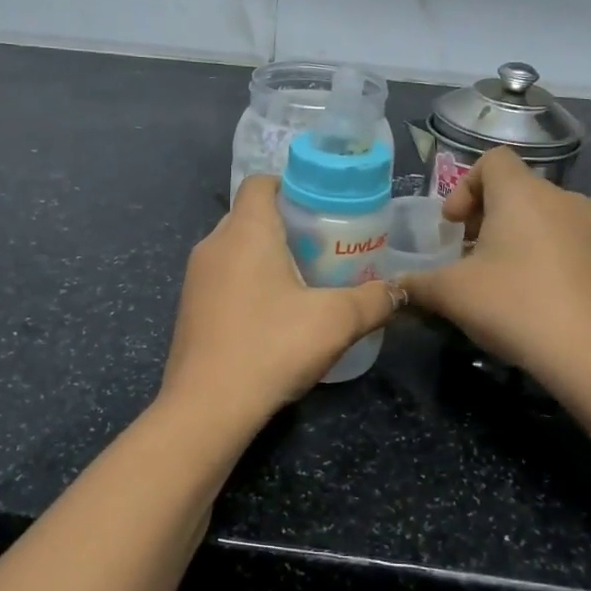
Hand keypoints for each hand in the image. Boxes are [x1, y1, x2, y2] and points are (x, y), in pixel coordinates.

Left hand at [159, 176, 397, 432]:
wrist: (207, 407)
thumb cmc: (271, 347)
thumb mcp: (335, 321)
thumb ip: (373, 300)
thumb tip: (401, 291)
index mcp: (245, 231)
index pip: (261, 182)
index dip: (292, 186)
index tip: (323, 208)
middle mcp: (213, 244)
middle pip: (251, 215)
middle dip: (288, 225)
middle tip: (325, 246)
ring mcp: (196, 278)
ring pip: (236, 249)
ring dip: (267, 256)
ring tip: (306, 280)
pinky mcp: (189, 308)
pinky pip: (224, 277)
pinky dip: (249, 282)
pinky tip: (275, 314)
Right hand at [398, 148, 590, 388]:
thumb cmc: (514, 305)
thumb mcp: (451, 294)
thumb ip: (416, 283)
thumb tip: (394, 287)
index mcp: (522, 193)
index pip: (492, 160)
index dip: (464, 186)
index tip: (452, 225)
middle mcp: (560, 198)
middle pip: (514, 188)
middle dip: (483, 215)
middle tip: (465, 254)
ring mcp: (589, 227)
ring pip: (539, 215)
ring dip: (510, 236)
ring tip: (494, 277)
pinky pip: (561, 239)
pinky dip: (538, 253)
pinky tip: (528, 295)